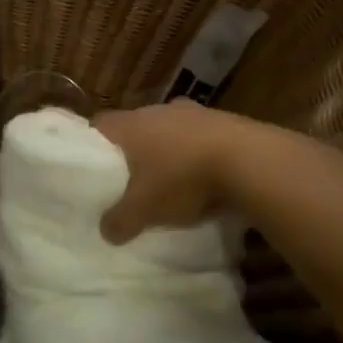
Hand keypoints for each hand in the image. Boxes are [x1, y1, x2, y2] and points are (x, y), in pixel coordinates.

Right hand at [92, 98, 243, 243]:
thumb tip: (105, 231)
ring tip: (170, 178)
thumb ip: (119, 220)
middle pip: (135, 126)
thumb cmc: (182, 177)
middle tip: (131, 177)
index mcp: (129, 125)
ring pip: (169, 130)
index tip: (93, 164)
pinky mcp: (224, 120)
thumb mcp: (143, 209)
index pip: (99, 124)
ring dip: (169, 149)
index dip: (93, 144)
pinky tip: (205, 176)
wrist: (249, 160)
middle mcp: (156, 110)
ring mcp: (193, 112)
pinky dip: (198, 152)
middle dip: (133, 150)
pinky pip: (200, 136)